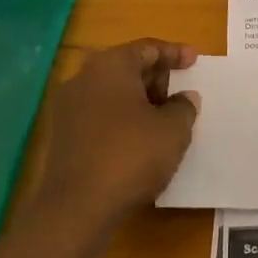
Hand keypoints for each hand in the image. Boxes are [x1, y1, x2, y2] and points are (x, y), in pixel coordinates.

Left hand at [33, 40, 200, 238]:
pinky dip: (122, 118)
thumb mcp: (173, 130)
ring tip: (164, 118)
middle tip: (180, 93)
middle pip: (127, 67)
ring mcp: (68, 107)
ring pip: (112, 92)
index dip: (174, 53)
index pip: (148, 48)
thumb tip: (184, 98)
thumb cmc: (131, 156)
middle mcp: (84, 77)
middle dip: (156, 77)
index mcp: (111, 65)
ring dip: (139, 100)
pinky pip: (99, 114)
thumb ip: (184, 107)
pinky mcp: (62, 135)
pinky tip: (139, 139)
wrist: (77, 208)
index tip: (195, 59)